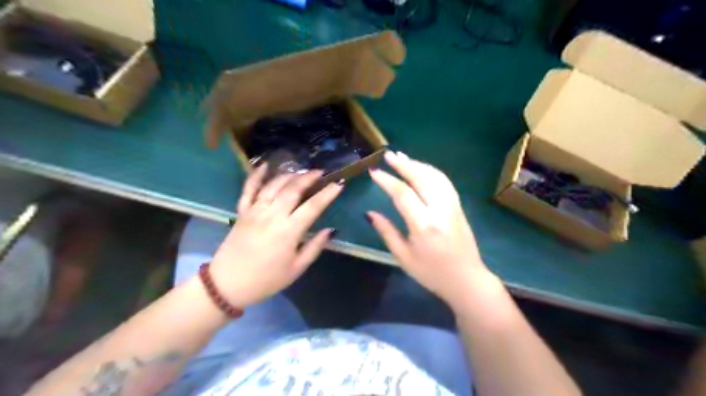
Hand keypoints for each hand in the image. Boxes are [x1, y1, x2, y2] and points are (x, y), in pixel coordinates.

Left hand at [209, 166, 341, 306]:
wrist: (227, 284)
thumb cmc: (266, 280)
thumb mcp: (296, 269)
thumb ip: (314, 247)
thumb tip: (330, 230)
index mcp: (288, 231)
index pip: (312, 207)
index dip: (327, 194)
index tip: (338, 185)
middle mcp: (272, 215)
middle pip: (293, 189)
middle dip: (308, 178)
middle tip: (320, 172)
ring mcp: (255, 211)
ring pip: (273, 185)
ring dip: (289, 175)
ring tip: (301, 171)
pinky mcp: (242, 212)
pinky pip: (248, 189)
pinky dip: (256, 175)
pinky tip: (265, 165)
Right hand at [370, 152, 494, 308]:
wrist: (467, 280)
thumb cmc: (432, 273)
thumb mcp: (404, 257)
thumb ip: (386, 232)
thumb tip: (370, 213)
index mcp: (424, 225)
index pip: (403, 194)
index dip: (387, 181)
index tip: (374, 172)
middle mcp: (440, 210)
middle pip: (421, 178)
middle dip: (403, 164)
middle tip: (388, 155)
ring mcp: (452, 206)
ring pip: (434, 176)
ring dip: (417, 164)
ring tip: (402, 157)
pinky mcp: (459, 206)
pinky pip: (444, 182)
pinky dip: (431, 171)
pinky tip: (421, 169)